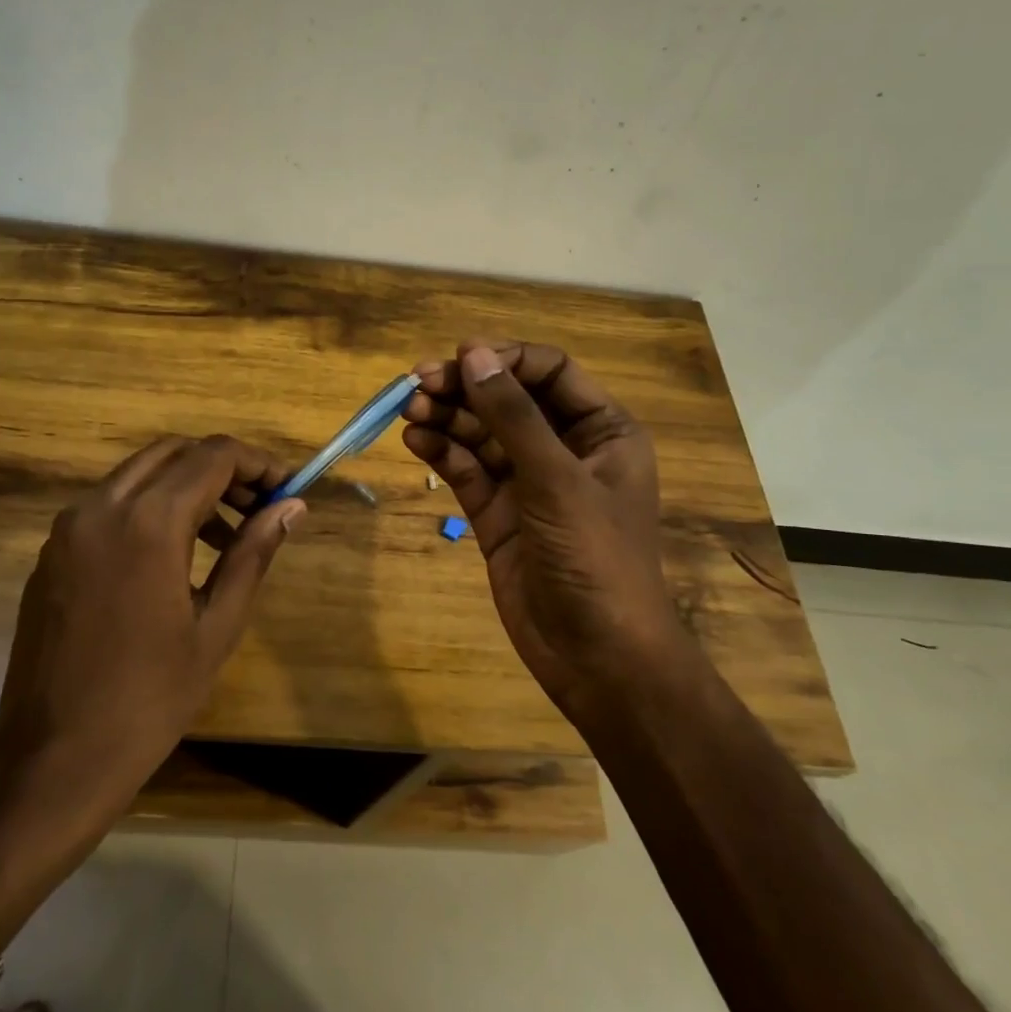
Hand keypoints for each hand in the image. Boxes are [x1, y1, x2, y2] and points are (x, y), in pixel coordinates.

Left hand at [0, 436, 301, 891]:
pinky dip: (150, 508)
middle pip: (173, 453)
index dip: (258, 464)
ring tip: (225, 537)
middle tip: (258, 506)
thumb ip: (253, 554)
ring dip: (186, 486)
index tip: (288, 488)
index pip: (213, 456)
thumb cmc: (149, 700)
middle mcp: (102, 507)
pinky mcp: (52, 552)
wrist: (52, 761)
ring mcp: (69, 527)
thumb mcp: (217, 627)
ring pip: (139, 474)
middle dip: (222, 468)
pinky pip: (110, 505)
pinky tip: (173, 557)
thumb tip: (292, 507)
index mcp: (148, 522)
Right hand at [402, 341, 678, 718]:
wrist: (597, 657)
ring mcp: (528, 483)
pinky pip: (467, 470)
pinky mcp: (498, 513)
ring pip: (481, 434)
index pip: (550, 372)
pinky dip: (442, 453)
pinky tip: (414, 441)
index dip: (505, 359)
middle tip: (417, 384)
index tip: (459, 356)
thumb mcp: (556, 480)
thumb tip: (474, 354)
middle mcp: (565, 449)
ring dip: (446, 418)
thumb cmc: (595, 559)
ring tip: (408, 410)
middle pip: (508, 400)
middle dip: (464, 388)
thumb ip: (513, 416)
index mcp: (602, 431)